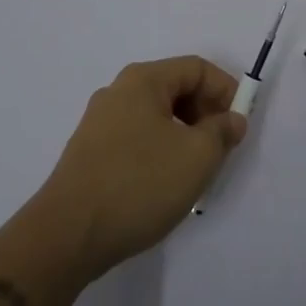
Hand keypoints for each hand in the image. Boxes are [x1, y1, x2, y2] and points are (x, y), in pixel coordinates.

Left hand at [38, 57, 245, 277]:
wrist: (66, 236)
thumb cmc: (139, 184)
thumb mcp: (197, 157)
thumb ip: (222, 132)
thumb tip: (231, 120)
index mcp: (143, 80)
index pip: (196, 68)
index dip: (225, 90)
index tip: (239, 125)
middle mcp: (118, 92)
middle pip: (175, 89)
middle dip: (205, 114)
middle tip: (221, 148)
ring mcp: (98, 124)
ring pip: (156, 117)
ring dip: (184, 136)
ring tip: (195, 171)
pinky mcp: (88, 154)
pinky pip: (136, 139)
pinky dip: (159, 151)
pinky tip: (163, 185)